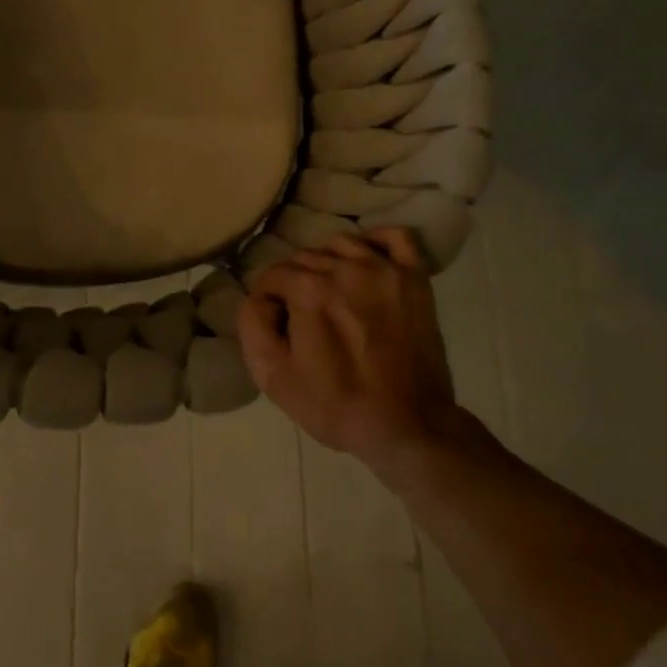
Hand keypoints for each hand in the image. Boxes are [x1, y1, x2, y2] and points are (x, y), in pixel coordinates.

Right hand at [237, 228, 473, 479]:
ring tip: (333, 295)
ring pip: (341, 244)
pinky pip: (395, 237)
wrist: (408, 428)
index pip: (273, 275)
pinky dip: (377, 242)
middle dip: (296, 282)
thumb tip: (259, 297)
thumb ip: (252, 325)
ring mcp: (384, 269)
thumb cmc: (336, 406)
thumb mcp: (274, 378)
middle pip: (305, 257)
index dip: (269, 300)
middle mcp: (345, 268)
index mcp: (309, 290)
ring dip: (330, 263)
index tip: (277, 325)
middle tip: (304, 317)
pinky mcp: (414, 278)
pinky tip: (367, 262)